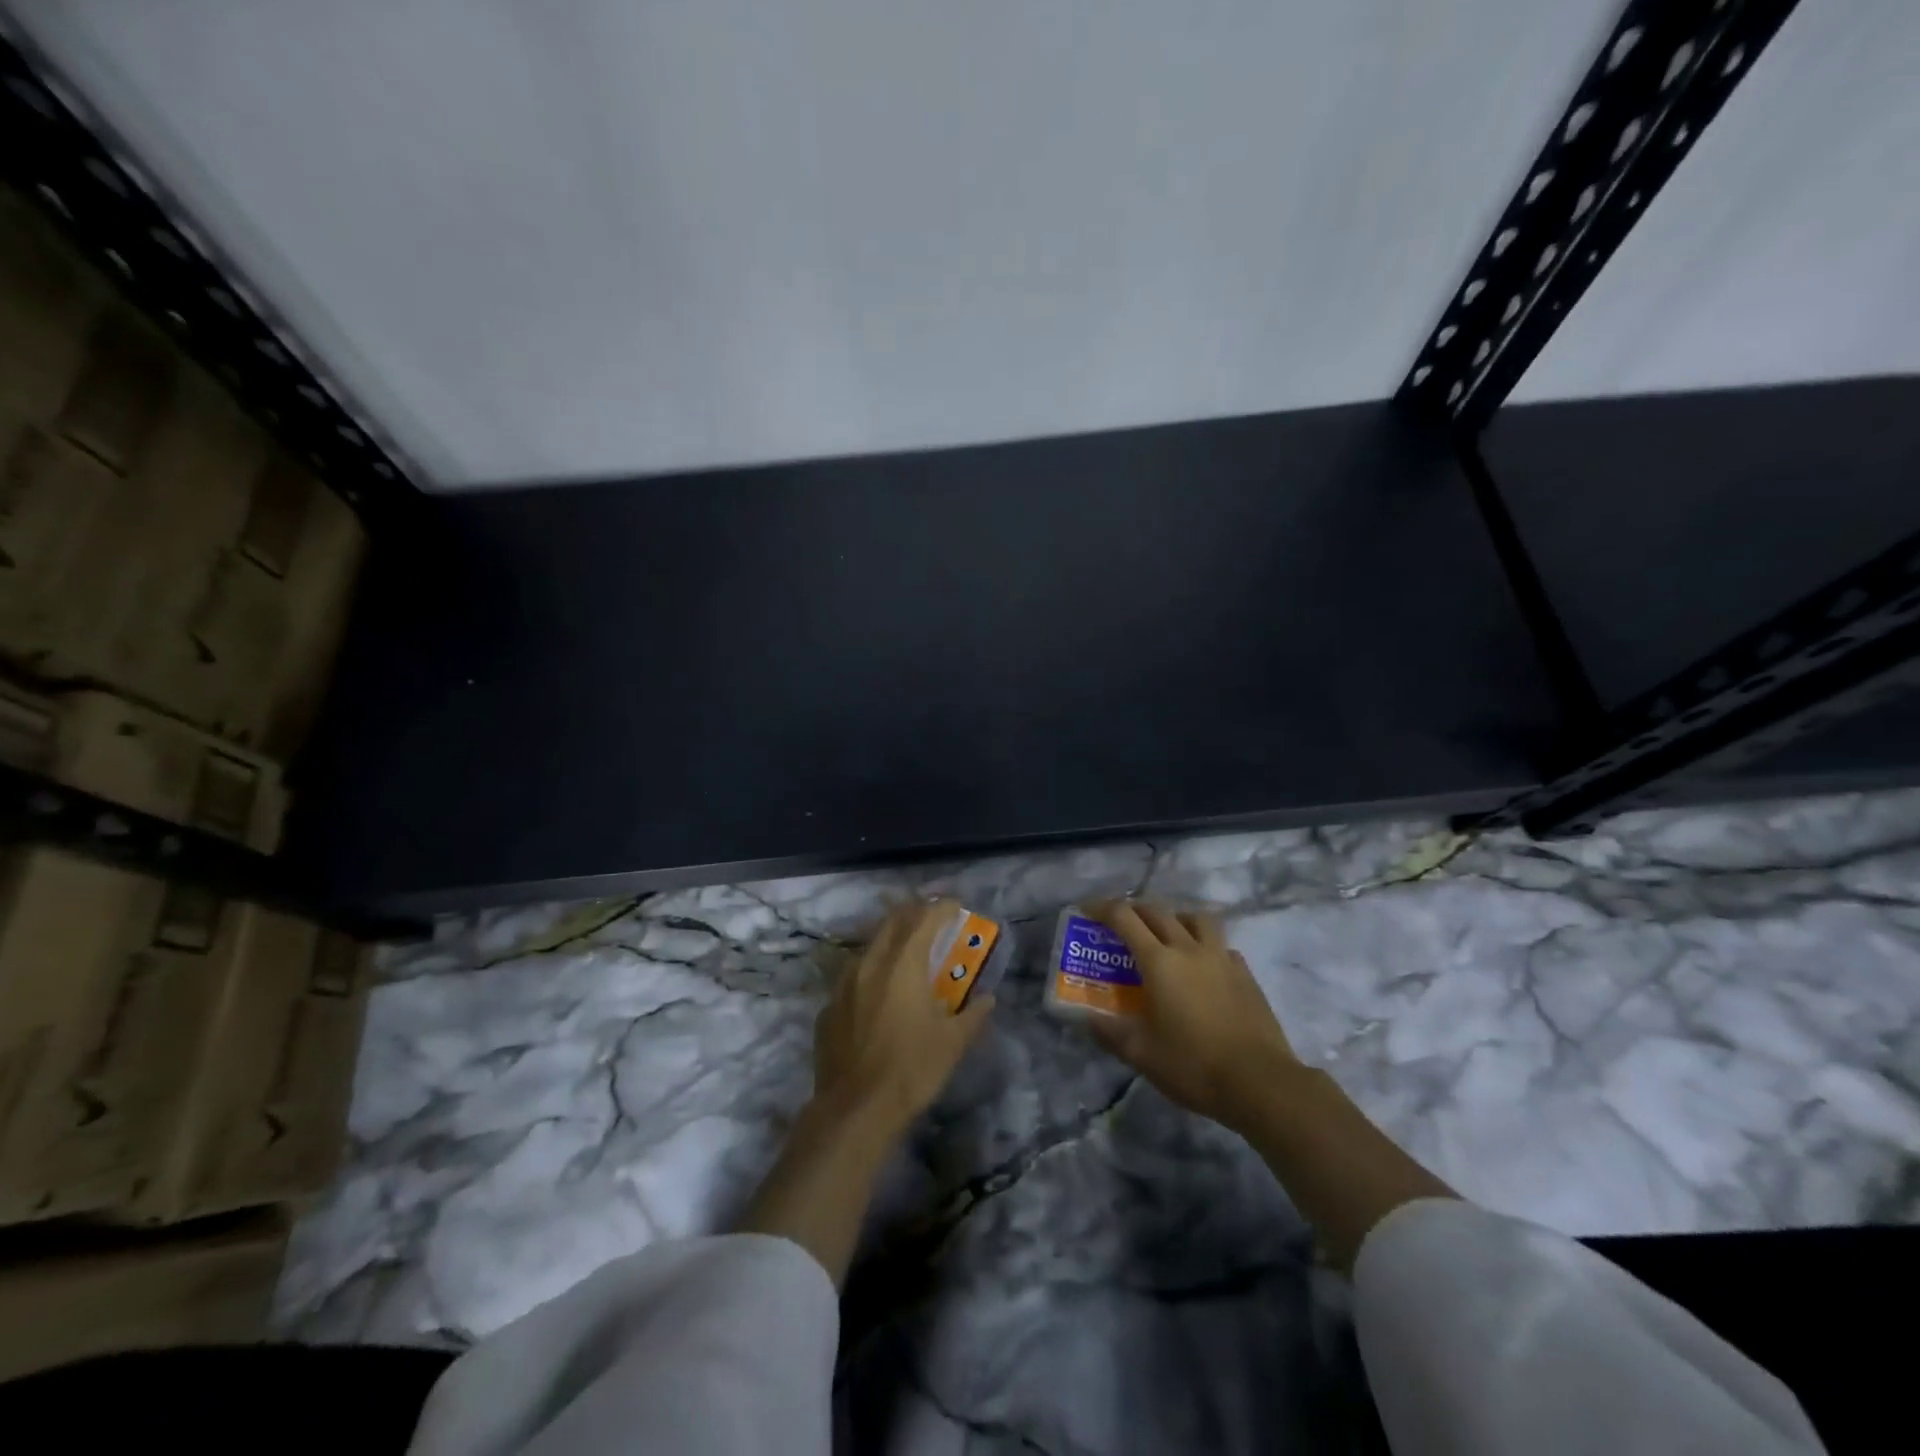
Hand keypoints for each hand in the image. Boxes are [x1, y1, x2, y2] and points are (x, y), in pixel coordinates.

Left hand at [812, 900, 995, 1138]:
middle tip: (931, 916)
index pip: (924, 919)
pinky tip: (877, 993)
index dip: (942, 908)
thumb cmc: (911, 1069)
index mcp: (903, 964)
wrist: (854, 1109)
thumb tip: (987, 999)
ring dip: (890, 940)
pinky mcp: (829, 1008)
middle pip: (892, 922)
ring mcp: (843, 984)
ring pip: (869, 947)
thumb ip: (972, 1015)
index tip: (955, 906)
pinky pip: (852, 978)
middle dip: (913, 913)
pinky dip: (870, 974)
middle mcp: (870, 963)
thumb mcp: (952, 1043)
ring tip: (905, 951)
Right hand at [1084, 900, 1301, 1129]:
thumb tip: (1087, 1018)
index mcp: (1159, 961)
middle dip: (1133, 910)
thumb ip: (1110, 1032)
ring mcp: (1221, 958)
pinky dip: (1205, 944)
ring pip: (1196, 918)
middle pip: (1157, 911)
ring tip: (1166, 933)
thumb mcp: (1141, 1054)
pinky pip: (1221, 945)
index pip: (1124, 918)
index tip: (1086, 910)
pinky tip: (1202, 965)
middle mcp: (1188, 949)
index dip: (1101, 908)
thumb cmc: (1193, 1065)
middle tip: (1120, 923)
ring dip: (1175, 917)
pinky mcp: (1245, 973)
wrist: (1260, 1082)